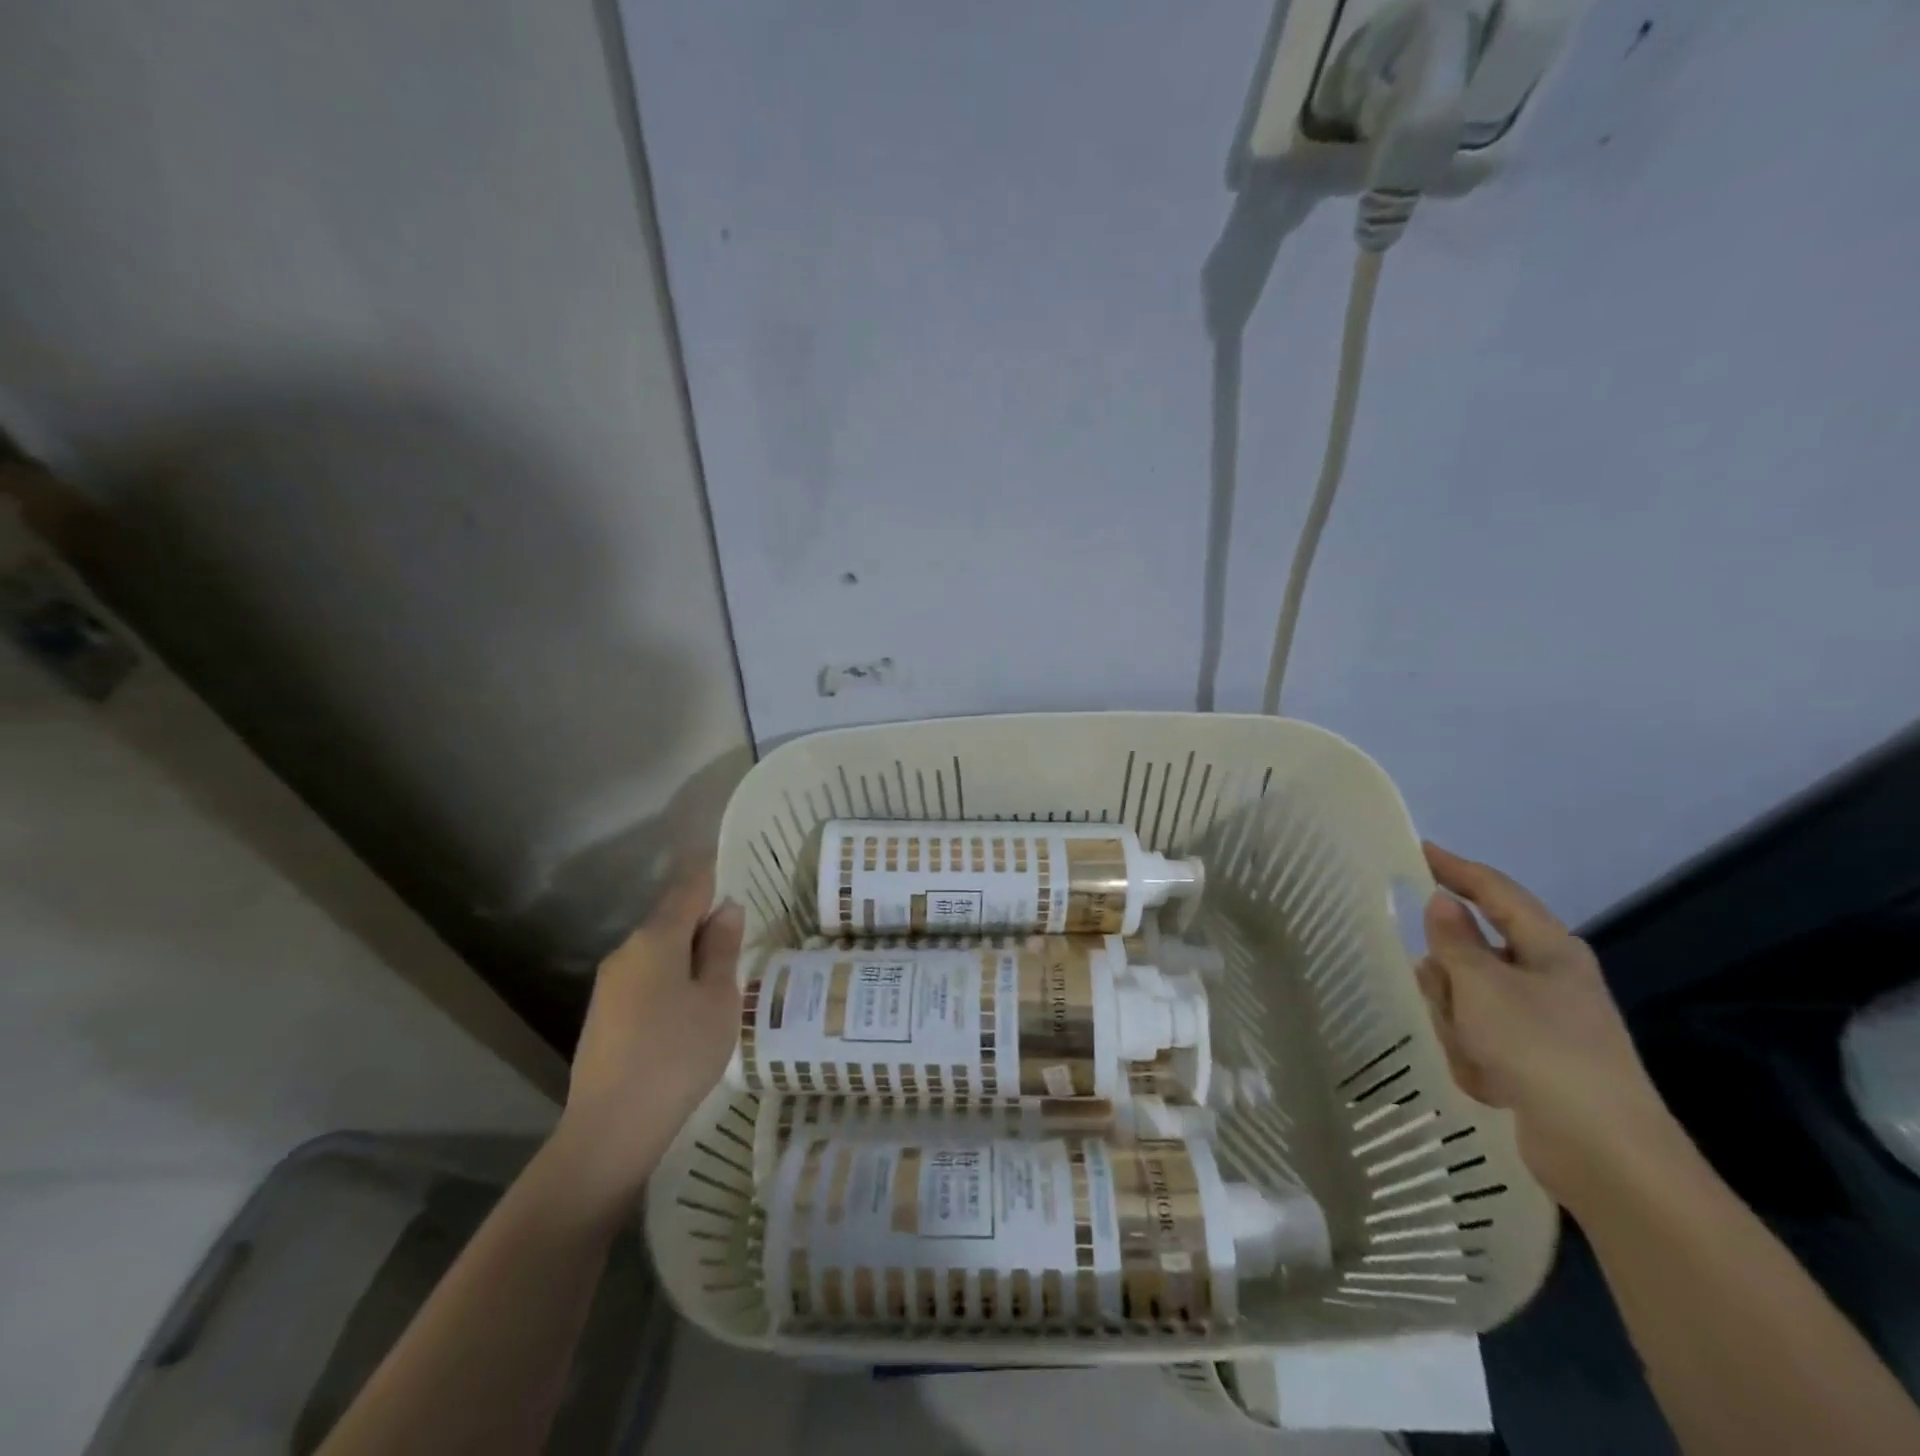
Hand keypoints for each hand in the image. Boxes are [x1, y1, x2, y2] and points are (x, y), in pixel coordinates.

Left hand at [546, 861, 743, 1216]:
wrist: (612, 1127)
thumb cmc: (678, 1053)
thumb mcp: (717, 999)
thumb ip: (721, 949)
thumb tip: (726, 909)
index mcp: (656, 939)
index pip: (688, 887)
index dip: (710, 870)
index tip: (730, 857)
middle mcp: (626, 952)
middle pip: (670, 919)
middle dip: (703, 916)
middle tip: (741, 924)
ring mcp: (610, 984)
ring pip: (658, 950)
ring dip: (688, 950)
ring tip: (722, 967)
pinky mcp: (604, 1014)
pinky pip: (646, 977)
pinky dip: (672, 975)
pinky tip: (690, 1003)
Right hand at [1415, 842, 1675, 1212]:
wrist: (1603, 1153)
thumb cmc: (1541, 1049)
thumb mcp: (1482, 986)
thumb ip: (1454, 940)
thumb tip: (1443, 901)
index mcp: (1549, 948)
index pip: (1495, 891)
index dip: (1456, 868)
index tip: (1418, 851)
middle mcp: (1548, 978)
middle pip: (1471, 953)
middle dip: (1448, 978)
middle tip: (1443, 999)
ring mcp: (1542, 1022)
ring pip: (1467, 998)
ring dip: (1457, 1023)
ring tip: (1474, 1054)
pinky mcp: (1534, 1061)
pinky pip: (1478, 1038)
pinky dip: (1473, 1056)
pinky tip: (1489, 1084)